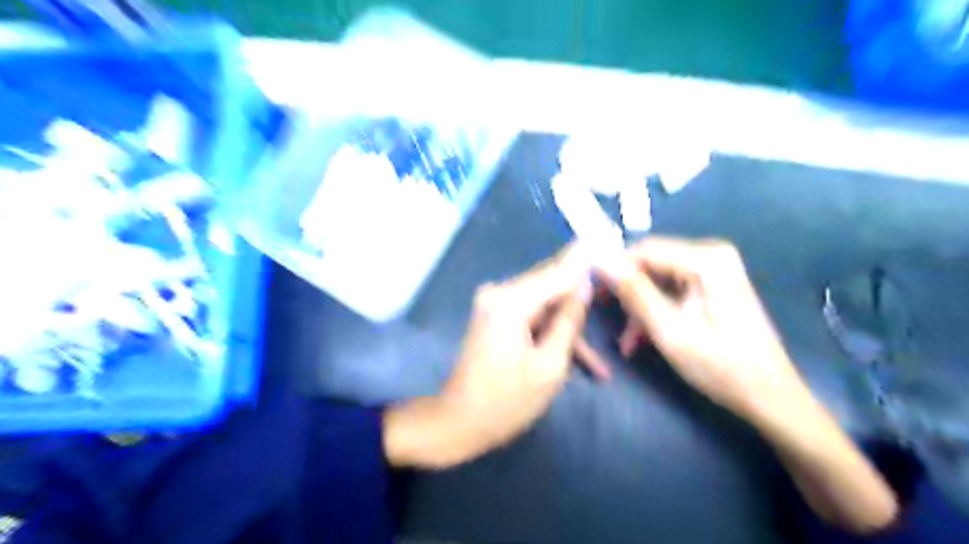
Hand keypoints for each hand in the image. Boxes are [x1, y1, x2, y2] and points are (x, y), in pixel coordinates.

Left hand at [387, 244, 599, 468]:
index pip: (558, 270)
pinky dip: (552, 334)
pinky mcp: (496, 316)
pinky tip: (580, 364)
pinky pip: (533, 316)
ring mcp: (495, 304)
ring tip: (599, 364)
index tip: (609, 233)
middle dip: (582, 295)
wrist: (458, 422)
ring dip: (570, 327)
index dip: (586, 257)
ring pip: (546, 304)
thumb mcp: (549, 366)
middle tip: (617, 288)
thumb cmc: (505, 402)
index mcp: (511, 302)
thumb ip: (568, 321)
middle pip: (552, 285)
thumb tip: (584, 285)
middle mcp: (499, 293)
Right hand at [599, 236, 811, 419]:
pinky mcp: (712, 285)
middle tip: (605, 316)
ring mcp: (713, 270)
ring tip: (627, 341)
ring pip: (656, 279)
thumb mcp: (669, 331)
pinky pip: (670, 290)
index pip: (644, 250)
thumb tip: (600, 261)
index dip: (613, 268)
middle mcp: (711, 254)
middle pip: (650, 264)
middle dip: (626, 292)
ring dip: (638, 308)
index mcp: (706, 259)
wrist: (769, 396)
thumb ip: (633, 292)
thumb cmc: (721, 366)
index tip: (590, 291)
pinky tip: (641, 338)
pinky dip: (654, 311)